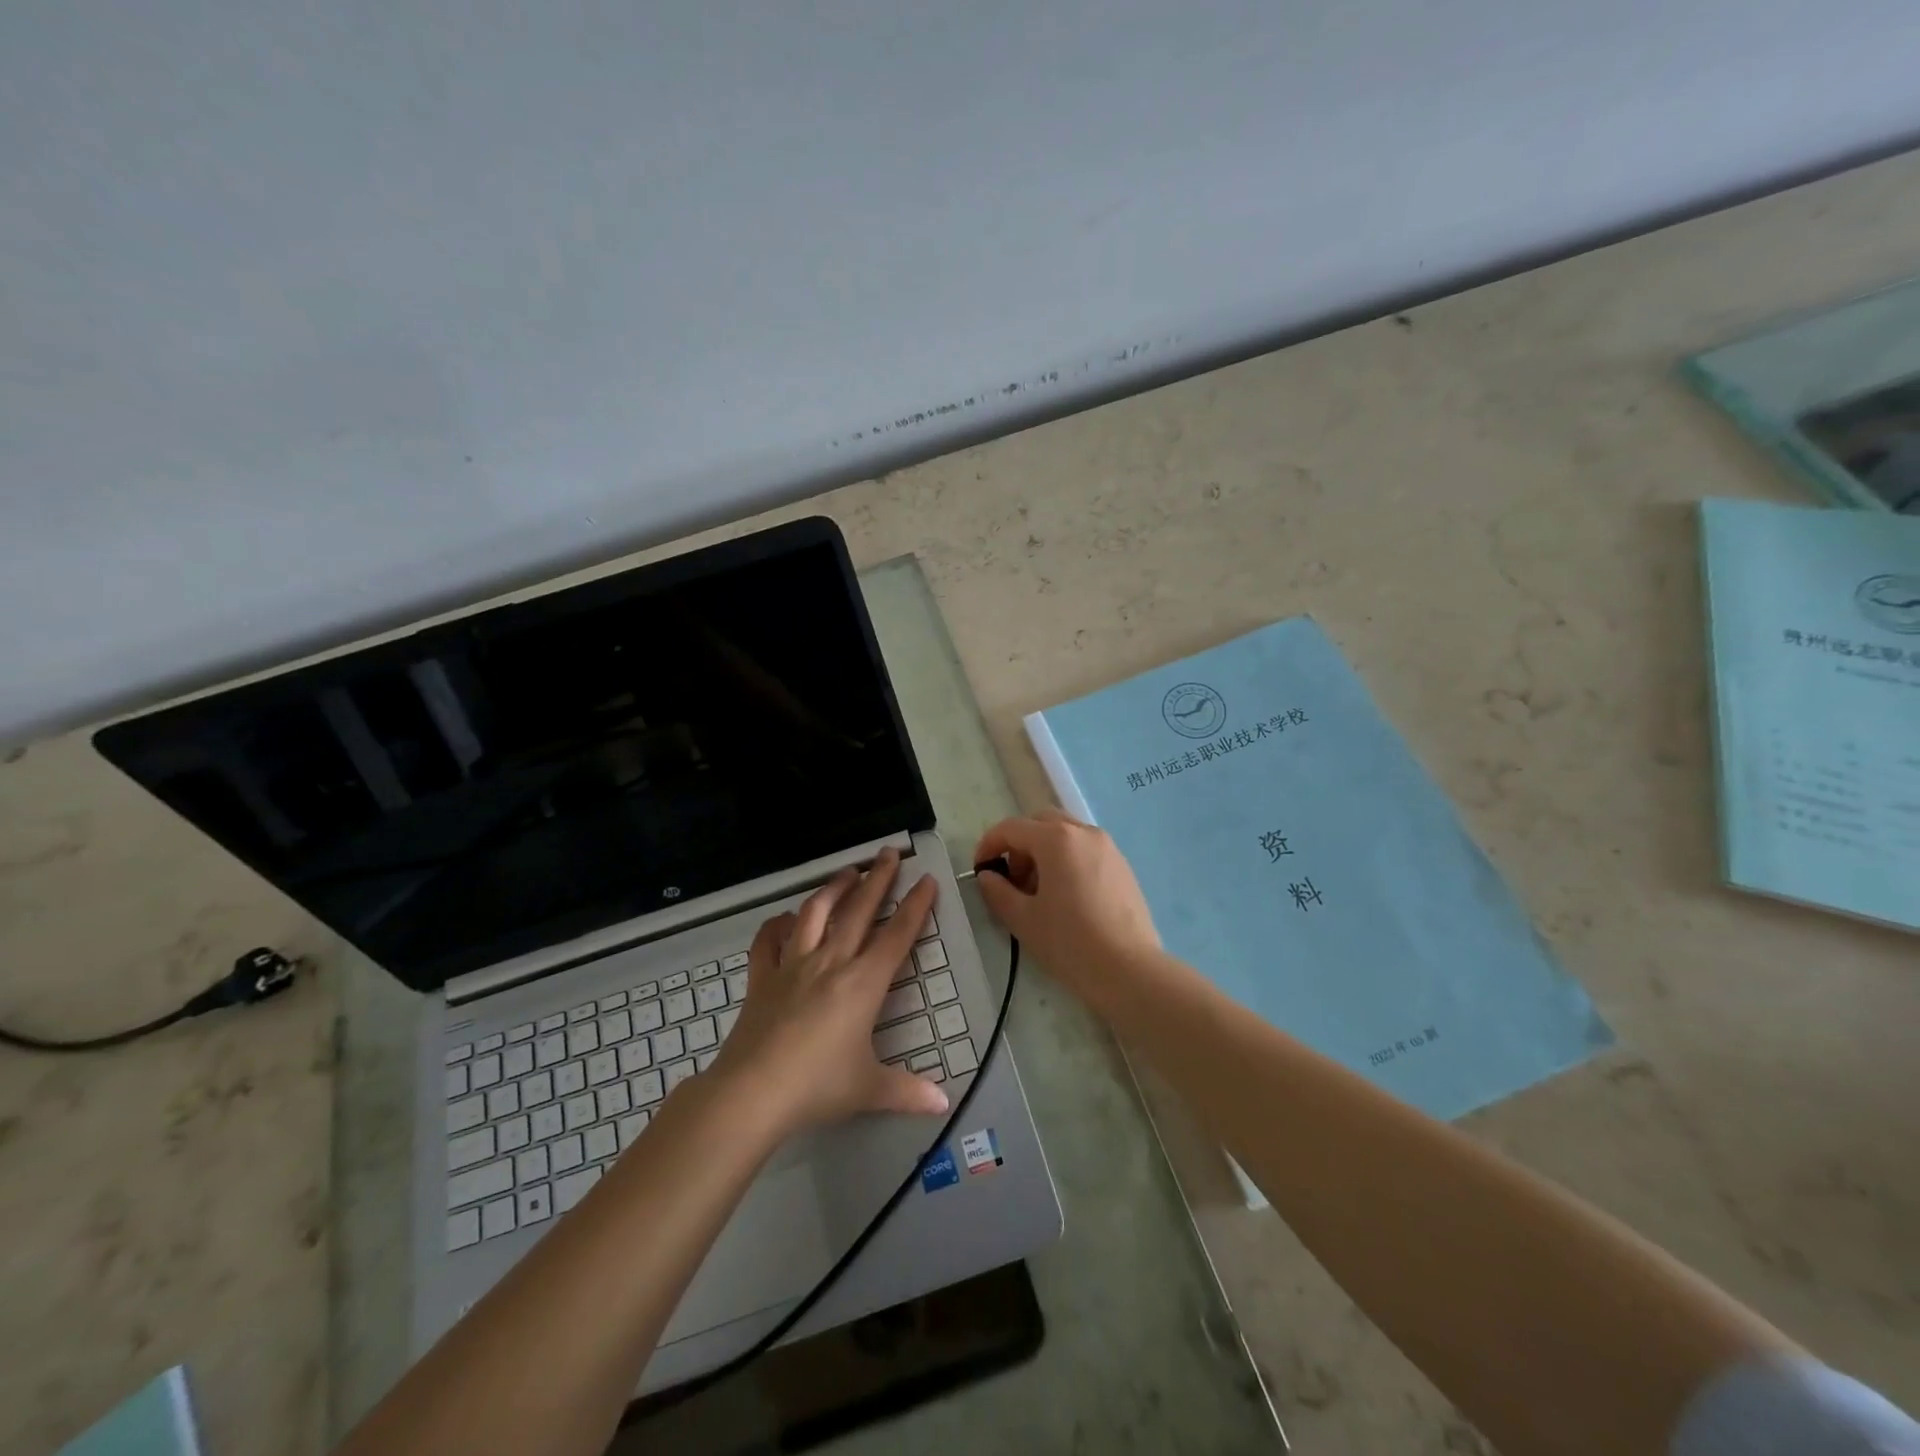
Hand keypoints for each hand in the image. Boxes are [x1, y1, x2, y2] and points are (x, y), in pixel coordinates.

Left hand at [710, 847, 949, 1138]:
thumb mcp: (868, 1090)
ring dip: (833, 888)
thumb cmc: (817, 1087)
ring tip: (848, 871)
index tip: (927, 880)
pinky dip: (776, 925)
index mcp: (863, 984)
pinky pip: (768, 942)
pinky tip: (784, 918)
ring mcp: (793, 966)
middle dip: (878, 878)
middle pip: (859, 910)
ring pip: (816, 913)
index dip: (916, 906)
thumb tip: (943, 1105)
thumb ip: (907, 1092)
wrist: (752, 1093)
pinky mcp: (762, 978)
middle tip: (890, 852)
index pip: (897, 936)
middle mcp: (831, 963)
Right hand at [973, 811, 1165, 1013]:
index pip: (1011, 828)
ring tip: (1038, 892)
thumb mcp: (1022, 918)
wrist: (1129, 970)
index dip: (989, 845)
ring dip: (1043, 851)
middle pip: (1041, 822)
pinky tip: (1066, 897)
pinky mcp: (1122, 866)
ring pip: (1066, 834)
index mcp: (1056, 839)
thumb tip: (988, 876)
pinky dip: (1067, 860)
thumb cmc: (1069, 942)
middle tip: (1012, 879)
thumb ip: (997, 891)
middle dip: (1019, 844)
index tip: (980, 870)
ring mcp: (1108, 847)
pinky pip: (1086, 850)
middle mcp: (1084, 832)